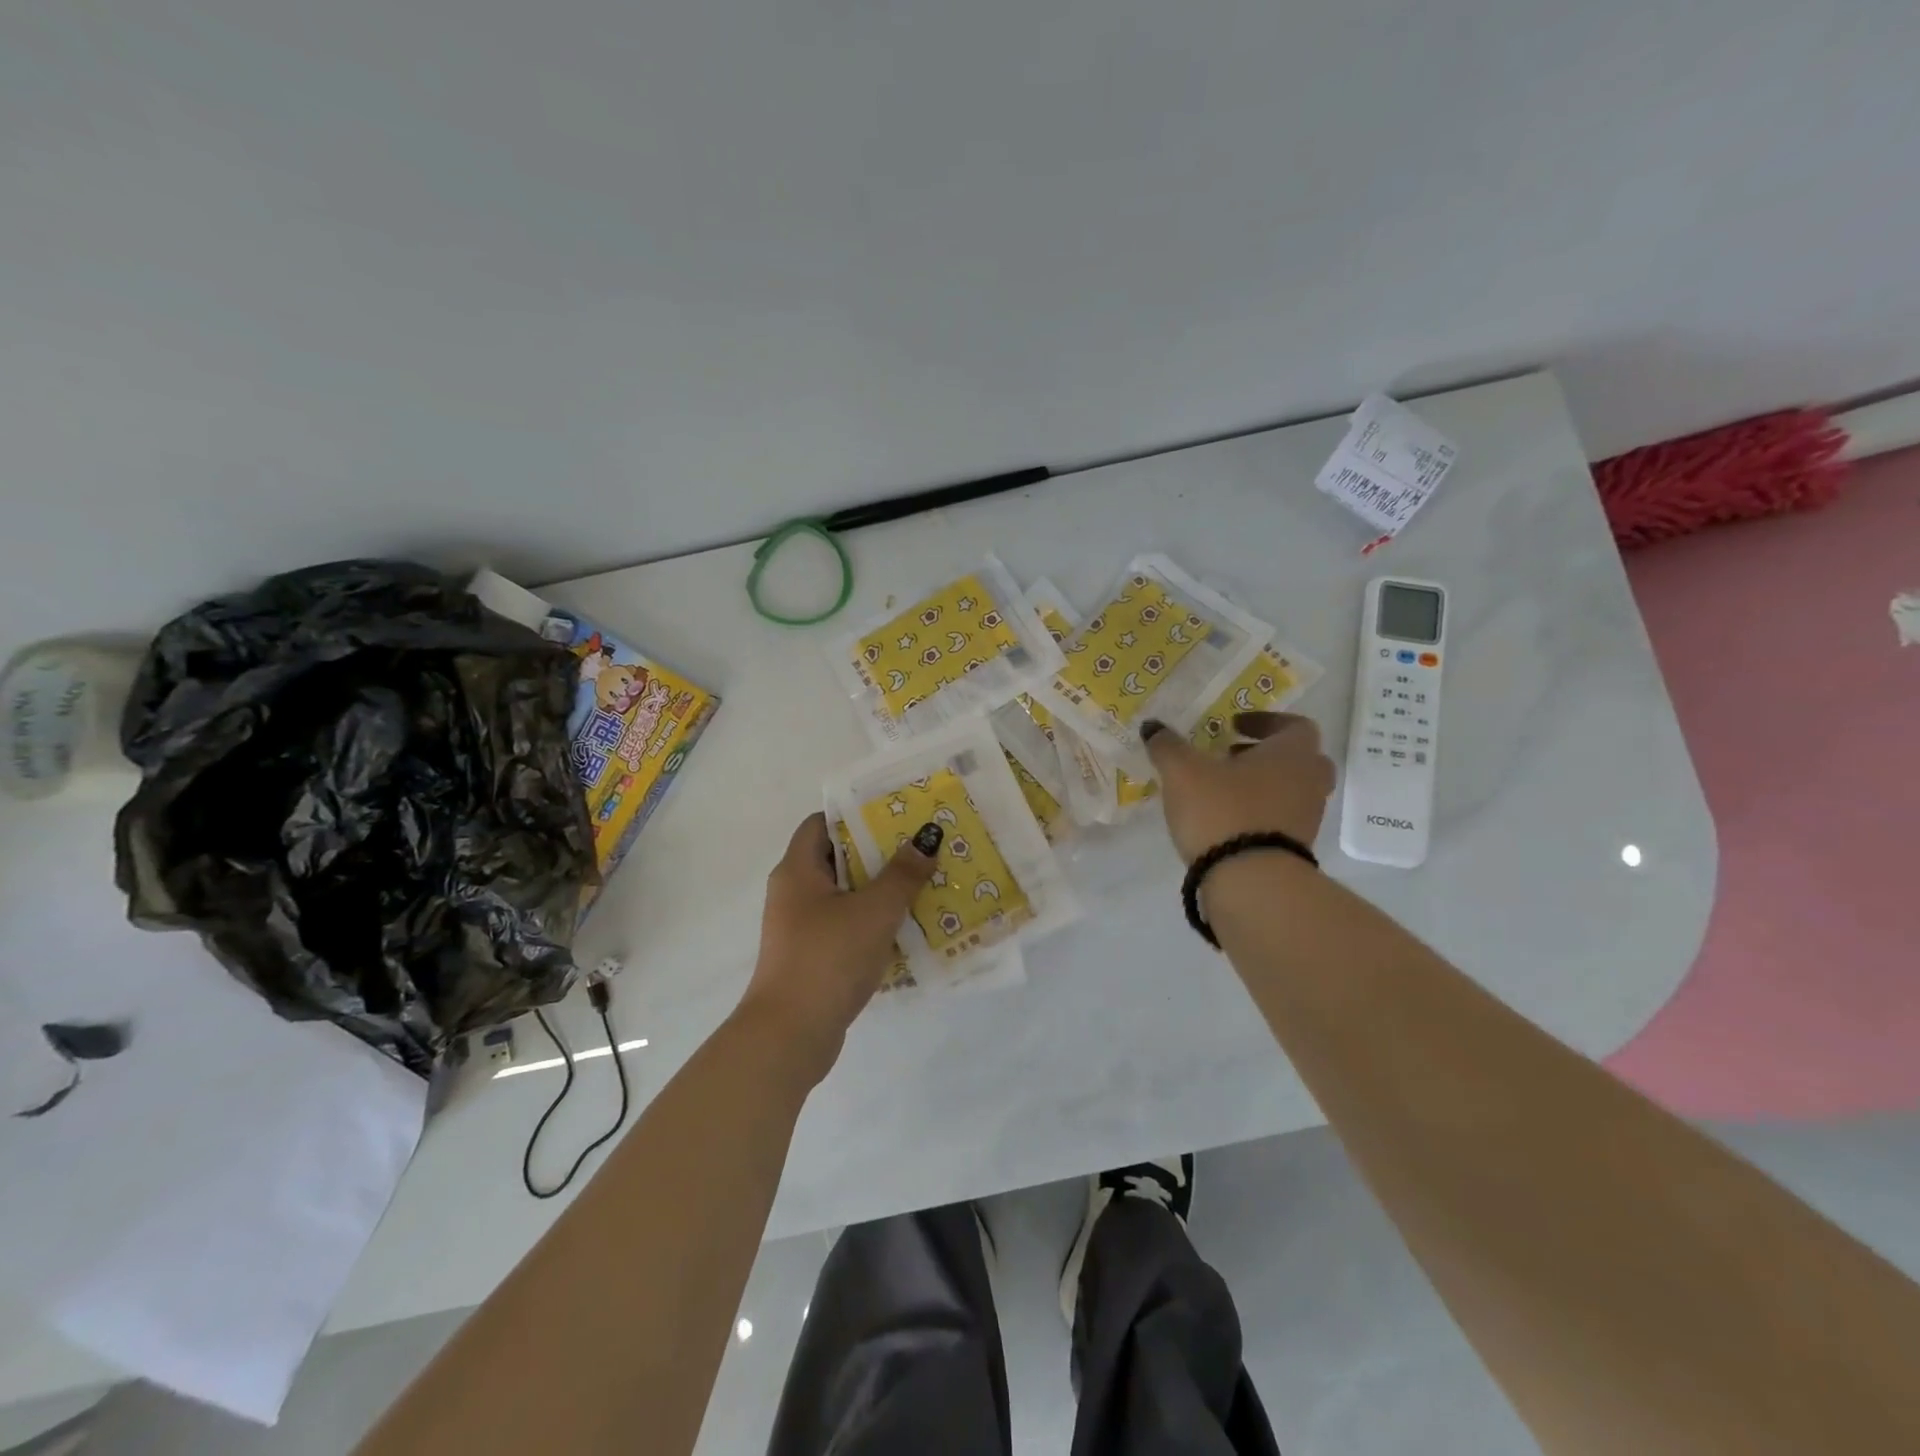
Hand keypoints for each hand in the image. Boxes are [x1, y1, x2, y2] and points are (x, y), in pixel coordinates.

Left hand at [736, 812, 938, 1076]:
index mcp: (798, 870)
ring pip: (845, 895)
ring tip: (923, 885)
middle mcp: (793, 893)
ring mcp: (800, 927)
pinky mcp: (812, 956)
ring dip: (880, 890)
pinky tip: (906, 929)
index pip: (822, 823)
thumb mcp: (874, 911)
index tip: (896, 815)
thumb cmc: (828, 958)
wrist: (790, 1036)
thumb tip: (927, 836)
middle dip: (879, 853)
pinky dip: (872, 922)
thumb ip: (903, 873)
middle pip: (838, 858)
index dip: (857, 814)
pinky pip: (846, 926)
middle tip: (921, 849)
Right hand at [1143, 712, 1335, 863]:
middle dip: (1266, 754)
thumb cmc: (1222, 810)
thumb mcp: (1182, 771)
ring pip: (1291, 790)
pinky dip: (1259, 813)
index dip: (1264, 721)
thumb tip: (1152, 726)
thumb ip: (1167, 745)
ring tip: (1221, 789)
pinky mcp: (1296, 849)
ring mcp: (1308, 818)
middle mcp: (1309, 781)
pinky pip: (1281, 819)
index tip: (1234, 725)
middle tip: (1231, 756)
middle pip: (1299, 759)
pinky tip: (1226, 819)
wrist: (1251, 881)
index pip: (1295, 725)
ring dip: (1262, 785)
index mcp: (1293, 753)